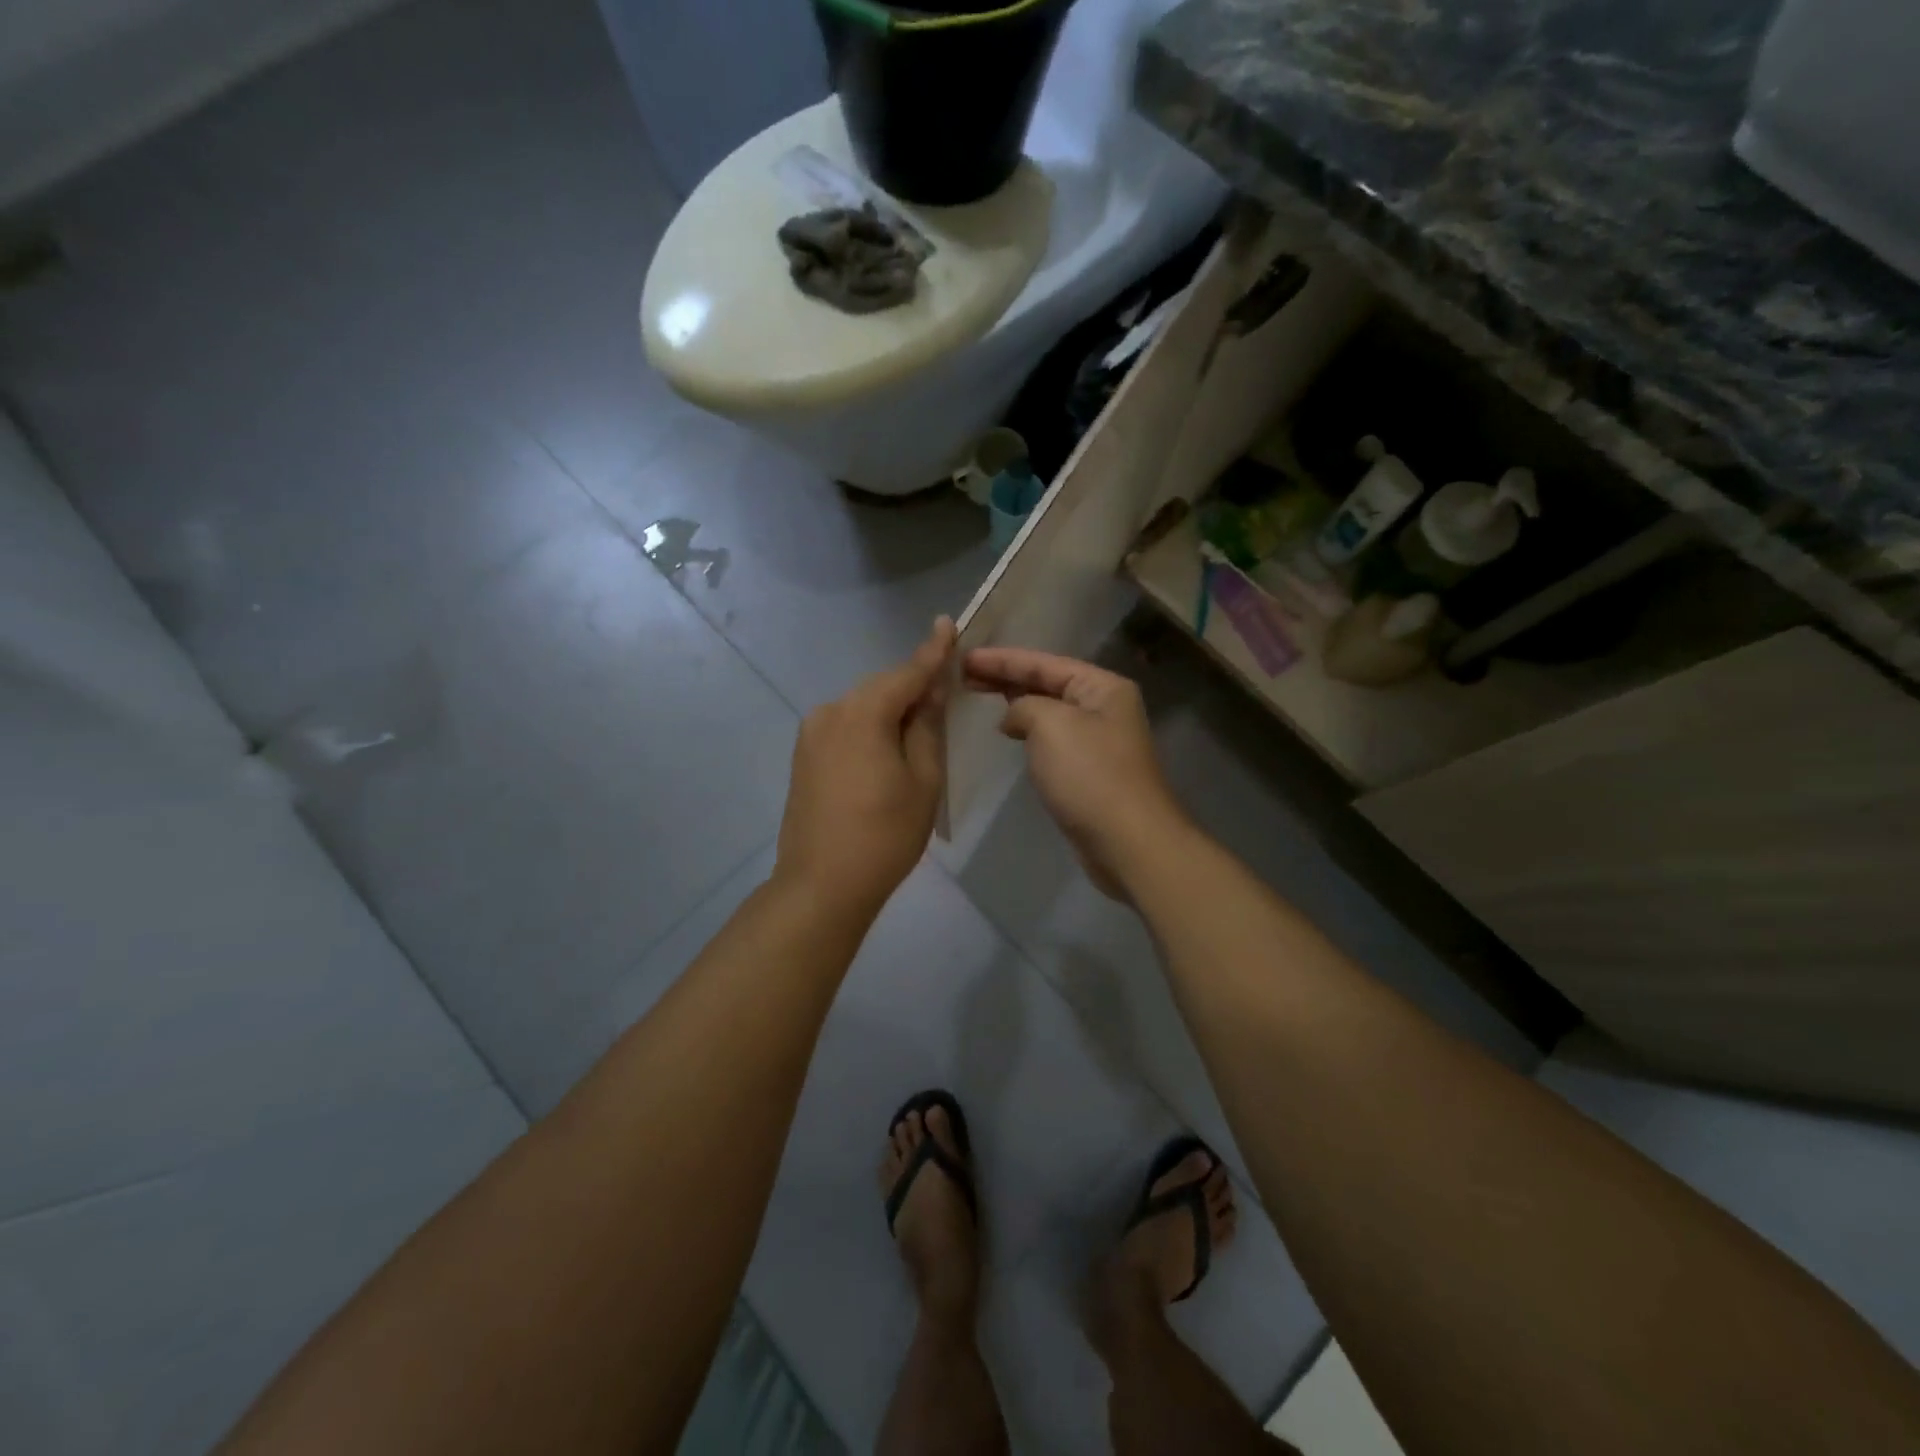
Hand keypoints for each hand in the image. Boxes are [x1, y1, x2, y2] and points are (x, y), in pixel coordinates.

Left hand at [776, 618, 955, 918]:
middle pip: (882, 688)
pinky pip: (845, 727)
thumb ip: (927, 727)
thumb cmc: (884, 835)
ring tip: (918, 732)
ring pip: (862, 707)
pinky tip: (885, 750)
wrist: (821, 884)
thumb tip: (931, 692)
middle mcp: (831, 711)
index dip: (933, 651)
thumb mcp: (923, 780)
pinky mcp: (803, 755)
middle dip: (913, 687)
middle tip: (945, 694)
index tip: (948, 623)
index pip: (907, 672)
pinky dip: (869, 728)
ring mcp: (811, 734)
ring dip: (891, 711)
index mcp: (863, 713)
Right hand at [963, 647, 1189, 899]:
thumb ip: (1024, 706)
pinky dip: (1027, 731)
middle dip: (1005, 678)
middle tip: (962, 675)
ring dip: (1015, 702)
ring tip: (978, 695)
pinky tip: (1008, 733)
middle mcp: (1103, 707)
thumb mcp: (1051, 724)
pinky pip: (1050, 739)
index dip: (1001, 659)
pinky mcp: (1088, 771)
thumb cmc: (1089, 775)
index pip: (1044, 662)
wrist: (1127, 841)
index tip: (963, 657)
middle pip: (1046, 683)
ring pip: (1047, 711)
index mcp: (1102, 687)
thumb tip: (1014, 718)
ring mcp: (1097, 740)